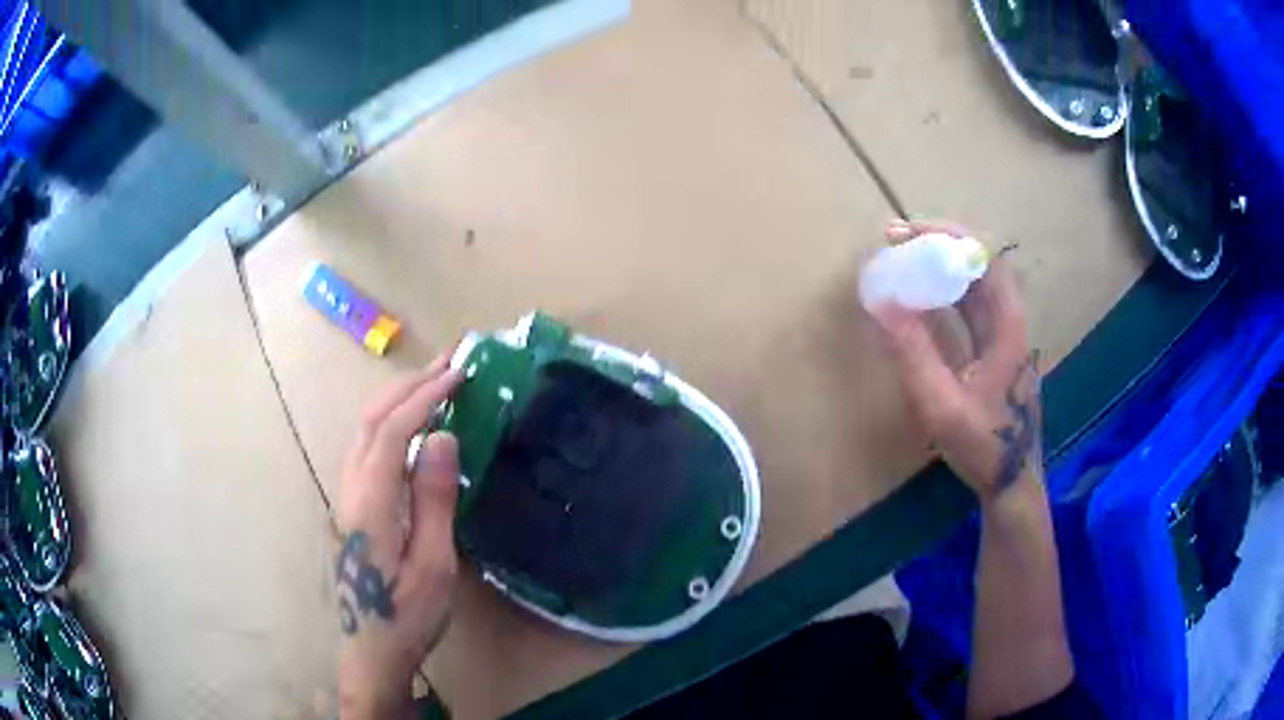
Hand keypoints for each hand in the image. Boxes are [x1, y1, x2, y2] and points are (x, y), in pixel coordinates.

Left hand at [335, 356, 462, 718]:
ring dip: (398, 399)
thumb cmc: (408, 615)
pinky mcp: (351, 505)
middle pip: (372, 421)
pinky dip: (391, 421)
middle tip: (449, 363)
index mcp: (371, 503)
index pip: (393, 431)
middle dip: (409, 385)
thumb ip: (434, 500)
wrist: (371, 650)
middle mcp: (351, 488)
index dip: (424, 398)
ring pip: (365, 430)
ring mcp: (346, 496)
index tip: (459, 375)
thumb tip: (443, 438)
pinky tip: (411, 425)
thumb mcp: (433, 565)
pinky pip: (367, 447)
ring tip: (434, 383)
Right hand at [870, 220, 1040, 500]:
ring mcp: (1006, 337)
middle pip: (980, 265)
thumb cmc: (983, 444)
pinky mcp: (997, 351)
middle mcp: (1011, 323)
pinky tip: (922, 298)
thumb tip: (882, 302)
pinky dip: (946, 294)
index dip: (947, 236)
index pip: (983, 259)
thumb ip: (913, 353)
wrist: (1011, 481)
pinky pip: (972, 308)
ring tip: (904, 261)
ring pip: (976, 285)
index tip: (907, 233)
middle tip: (896, 242)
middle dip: (938, 246)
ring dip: (941, 267)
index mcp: (1008, 327)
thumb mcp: (942, 404)